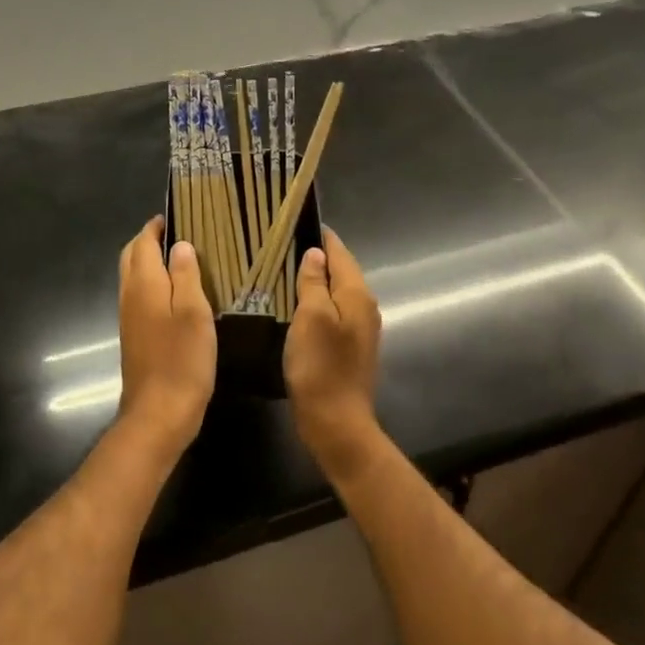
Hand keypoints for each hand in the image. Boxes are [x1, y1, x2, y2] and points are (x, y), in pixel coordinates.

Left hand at [116, 217, 217, 457]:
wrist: (158, 414)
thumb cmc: (182, 359)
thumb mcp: (194, 312)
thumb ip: (186, 275)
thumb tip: (180, 244)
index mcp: (144, 283)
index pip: (143, 242)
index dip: (156, 226)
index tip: (175, 215)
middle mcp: (130, 295)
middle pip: (132, 256)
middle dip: (148, 240)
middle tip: (176, 232)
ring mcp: (129, 317)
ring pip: (133, 276)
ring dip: (148, 260)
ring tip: (179, 256)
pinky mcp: (134, 335)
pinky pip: (139, 295)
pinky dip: (152, 282)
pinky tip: (174, 292)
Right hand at [286, 228, 383, 483]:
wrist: (336, 423)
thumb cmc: (320, 366)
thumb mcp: (311, 317)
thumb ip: (314, 281)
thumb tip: (316, 252)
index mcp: (357, 294)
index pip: (339, 250)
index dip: (318, 234)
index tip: (292, 221)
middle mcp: (364, 305)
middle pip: (340, 269)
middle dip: (315, 255)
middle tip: (280, 244)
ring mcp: (360, 327)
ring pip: (336, 290)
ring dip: (314, 279)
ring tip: (282, 269)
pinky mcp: (350, 345)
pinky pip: (333, 310)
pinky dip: (316, 300)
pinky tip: (295, 304)